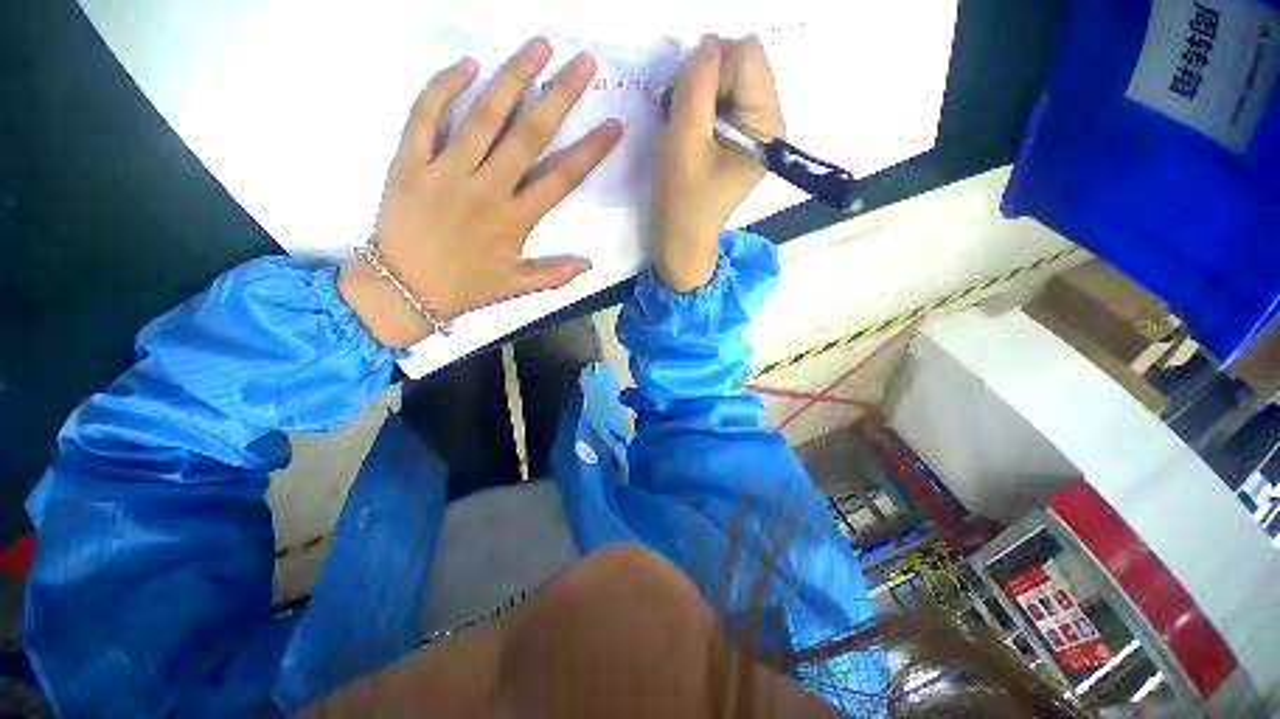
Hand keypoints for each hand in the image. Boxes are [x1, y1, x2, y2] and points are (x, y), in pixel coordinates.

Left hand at [339, 39, 623, 347]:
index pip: (562, 178)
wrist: (403, 290)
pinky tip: (467, 64)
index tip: (612, 124)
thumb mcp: (516, 288)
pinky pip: (425, 115)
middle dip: (560, 95)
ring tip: (539, 45)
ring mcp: (446, 171)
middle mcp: (486, 189)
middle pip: (529, 135)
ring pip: (483, 115)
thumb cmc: (465, 288)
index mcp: (515, 221)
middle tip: (583, 61)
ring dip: (513, 76)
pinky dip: (444, 87)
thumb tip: (590, 263)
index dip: (590, 150)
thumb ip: (555, 274)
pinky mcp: (409, 161)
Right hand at [652, 35, 783, 291]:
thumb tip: (708, 43)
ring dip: (698, 95)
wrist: (681, 242)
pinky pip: (721, 99)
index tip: (687, 107)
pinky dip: (699, 107)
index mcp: (767, 126)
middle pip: (741, 62)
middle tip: (682, 118)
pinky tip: (688, 133)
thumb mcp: (684, 140)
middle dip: (704, 81)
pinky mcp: (739, 139)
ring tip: (683, 130)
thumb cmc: (681, 201)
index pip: (746, 55)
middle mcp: (769, 122)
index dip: (709, 71)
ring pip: (728, 79)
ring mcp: (754, 131)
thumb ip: (696, 85)